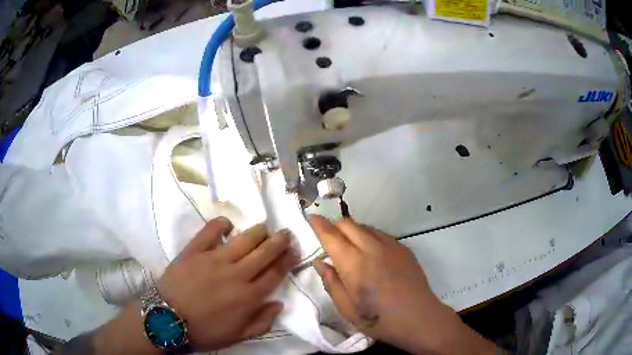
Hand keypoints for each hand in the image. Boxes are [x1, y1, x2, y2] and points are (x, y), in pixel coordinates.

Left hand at [158, 218, 295, 350]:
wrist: (168, 320)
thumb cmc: (205, 331)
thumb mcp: (239, 335)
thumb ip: (263, 322)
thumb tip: (279, 303)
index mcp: (249, 297)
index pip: (275, 273)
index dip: (287, 260)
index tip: (293, 251)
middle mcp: (237, 274)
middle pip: (264, 252)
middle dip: (279, 241)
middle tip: (285, 233)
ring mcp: (215, 259)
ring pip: (244, 239)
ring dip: (259, 231)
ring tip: (265, 227)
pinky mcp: (194, 250)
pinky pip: (210, 231)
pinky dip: (221, 224)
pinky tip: (228, 224)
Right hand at [310, 215, 496, 354]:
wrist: (419, 318)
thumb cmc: (379, 319)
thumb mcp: (347, 309)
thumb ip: (332, 283)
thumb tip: (322, 262)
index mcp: (354, 264)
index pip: (332, 236)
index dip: (319, 225)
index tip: (312, 218)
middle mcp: (372, 248)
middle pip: (348, 224)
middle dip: (335, 226)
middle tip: (329, 239)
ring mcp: (391, 246)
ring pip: (365, 226)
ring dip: (352, 230)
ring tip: (349, 247)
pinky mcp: (403, 248)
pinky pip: (380, 234)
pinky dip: (368, 236)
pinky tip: (370, 252)